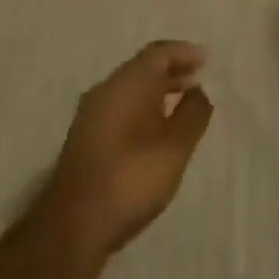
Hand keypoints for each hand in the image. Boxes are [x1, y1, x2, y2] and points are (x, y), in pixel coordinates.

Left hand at [37, 41, 214, 261]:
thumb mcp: (175, 148)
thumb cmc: (131, 178)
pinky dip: (139, 110)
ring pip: (129, 90)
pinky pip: (118, 109)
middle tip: (195, 82)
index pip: (160, 52)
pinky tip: (150, 134)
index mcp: (130, 79)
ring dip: (155, 93)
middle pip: (143, 68)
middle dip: (171, 72)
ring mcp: (91, 113)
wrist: (73, 226)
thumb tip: (199, 90)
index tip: (206, 60)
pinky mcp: (83, 139)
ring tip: (177, 110)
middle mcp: (107, 87)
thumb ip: (193, 114)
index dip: (184, 53)